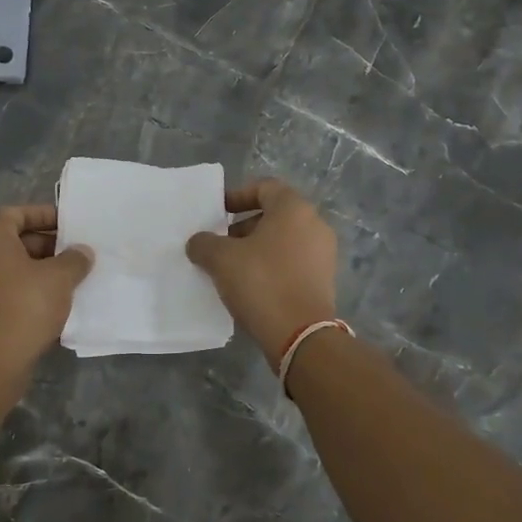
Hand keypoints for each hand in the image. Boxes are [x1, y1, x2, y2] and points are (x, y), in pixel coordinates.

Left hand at [0, 204, 93, 371]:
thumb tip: (82, 252)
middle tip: (75, 255)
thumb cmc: (26, 305)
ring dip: (38, 270)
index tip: (69, 225)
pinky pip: (4, 290)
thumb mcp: (59, 278)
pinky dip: (26, 291)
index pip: (16, 213)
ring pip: (10, 268)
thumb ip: (74, 259)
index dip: (44, 215)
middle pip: (13, 240)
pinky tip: (52, 303)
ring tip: (70, 279)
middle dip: (46, 245)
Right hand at [186, 178, 339, 368]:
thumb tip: (199, 242)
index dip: (237, 196)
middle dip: (243, 227)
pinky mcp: (323, 280)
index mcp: (294, 209)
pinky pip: (292, 263)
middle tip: (219, 244)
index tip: (217, 213)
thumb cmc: (261, 283)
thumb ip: (204, 243)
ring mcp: (323, 254)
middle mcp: (315, 225)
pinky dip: (271, 267)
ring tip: (230, 268)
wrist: (300, 335)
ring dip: (255, 249)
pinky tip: (250, 286)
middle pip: (274, 215)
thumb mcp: (221, 259)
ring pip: (283, 241)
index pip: (265, 187)